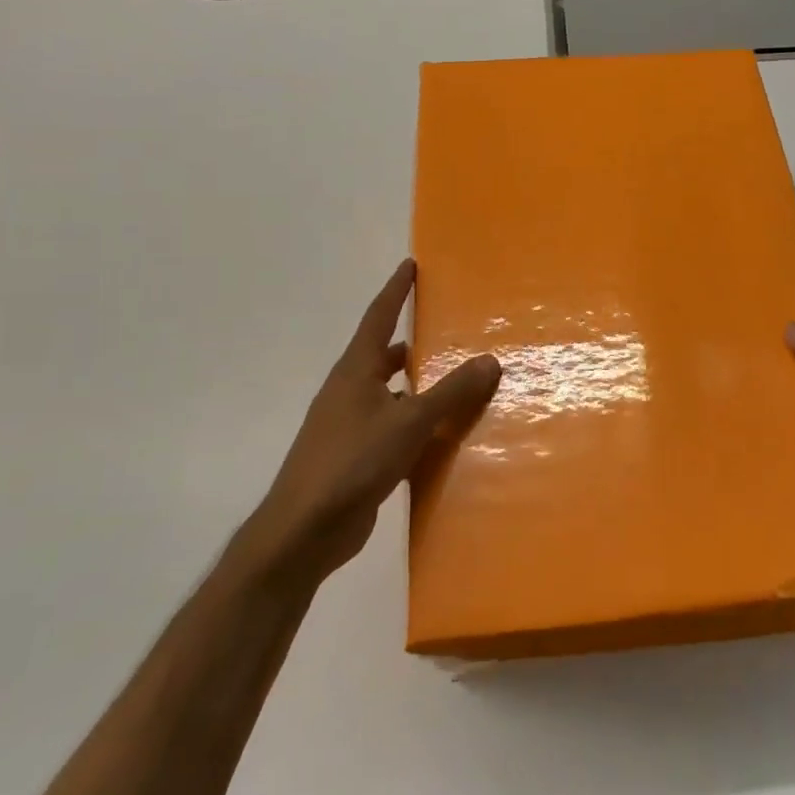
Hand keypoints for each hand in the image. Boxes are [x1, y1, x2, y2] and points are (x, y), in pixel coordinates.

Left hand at [237, 261, 499, 582]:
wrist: (305, 529)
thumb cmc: (353, 461)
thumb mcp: (409, 422)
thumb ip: (451, 392)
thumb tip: (490, 360)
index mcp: (355, 371)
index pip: (378, 317)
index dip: (396, 290)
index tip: (410, 265)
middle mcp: (349, 391)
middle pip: (382, 356)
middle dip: (410, 343)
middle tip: (443, 331)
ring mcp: (349, 426)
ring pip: (389, 395)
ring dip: (415, 388)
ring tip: (453, 383)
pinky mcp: (355, 458)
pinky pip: (391, 429)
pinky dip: (414, 426)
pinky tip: (440, 437)